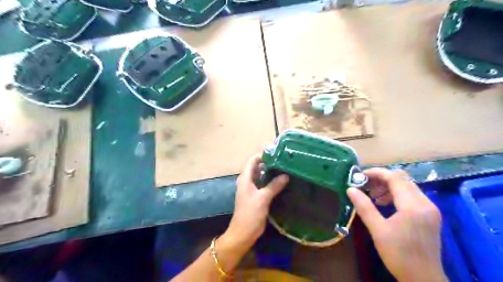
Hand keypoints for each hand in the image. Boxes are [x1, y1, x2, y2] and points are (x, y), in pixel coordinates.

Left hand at [222, 156, 288, 252]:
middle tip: (284, 160)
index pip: (252, 161)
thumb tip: (286, 175)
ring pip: (261, 176)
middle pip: (257, 167)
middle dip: (269, 163)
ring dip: (270, 172)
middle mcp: (247, 181)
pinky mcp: (256, 196)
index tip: (277, 153)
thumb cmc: (250, 214)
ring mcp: (251, 189)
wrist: (243, 233)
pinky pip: (263, 185)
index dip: (262, 155)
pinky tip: (281, 182)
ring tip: (285, 168)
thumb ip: (274, 185)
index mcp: (245, 178)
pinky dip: (271, 181)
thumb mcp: (263, 198)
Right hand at [346, 168, 447, 281]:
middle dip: (381, 179)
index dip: (376, 173)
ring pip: (407, 186)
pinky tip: (384, 204)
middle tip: (364, 186)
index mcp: (413, 205)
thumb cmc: (399, 254)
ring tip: (373, 196)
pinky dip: (396, 194)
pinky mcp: (430, 215)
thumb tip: (350, 189)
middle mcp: (425, 203)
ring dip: (388, 186)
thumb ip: (364, 207)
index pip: (394, 177)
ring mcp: (430, 208)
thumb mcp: (378, 230)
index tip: (359, 176)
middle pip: (402, 179)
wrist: (423, 279)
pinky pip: (411, 195)